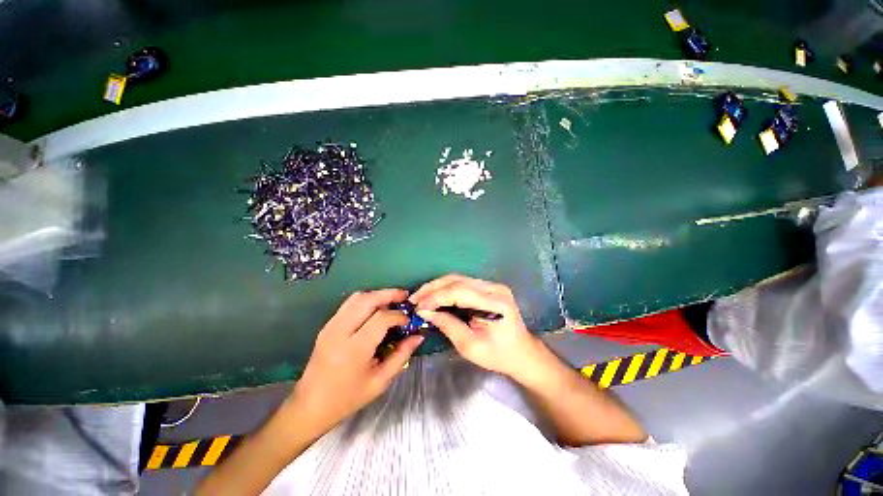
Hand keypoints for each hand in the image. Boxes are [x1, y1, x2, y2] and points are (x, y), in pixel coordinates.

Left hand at [290, 289, 423, 430]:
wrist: (310, 406)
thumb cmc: (348, 398)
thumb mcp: (380, 381)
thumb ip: (401, 356)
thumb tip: (418, 337)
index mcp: (354, 349)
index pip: (381, 319)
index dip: (398, 316)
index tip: (408, 321)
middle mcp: (340, 332)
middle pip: (367, 300)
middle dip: (389, 294)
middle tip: (404, 296)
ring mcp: (331, 326)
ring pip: (357, 298)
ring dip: (377, 295)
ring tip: (392, 300)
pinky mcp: (327, 326)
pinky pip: (349, 304)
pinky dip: (366, 300)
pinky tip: (376, 308)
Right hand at [411, 274, 538, 378]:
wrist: (522, 353)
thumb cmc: (498, 355)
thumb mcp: (469, 346)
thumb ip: (447, 325)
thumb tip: (425, 311)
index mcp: (494, 302)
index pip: (458, 291)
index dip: (435, 297)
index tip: (418, 307)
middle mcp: (494, 288)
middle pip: (457, 280)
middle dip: (432, 288)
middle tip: (414, 299)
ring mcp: (493, 285)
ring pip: (458, 279)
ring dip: (437, 287)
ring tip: (421, 297)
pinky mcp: (489, 287)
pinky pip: (463, 283)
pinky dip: (446, 289)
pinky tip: (436, 296)